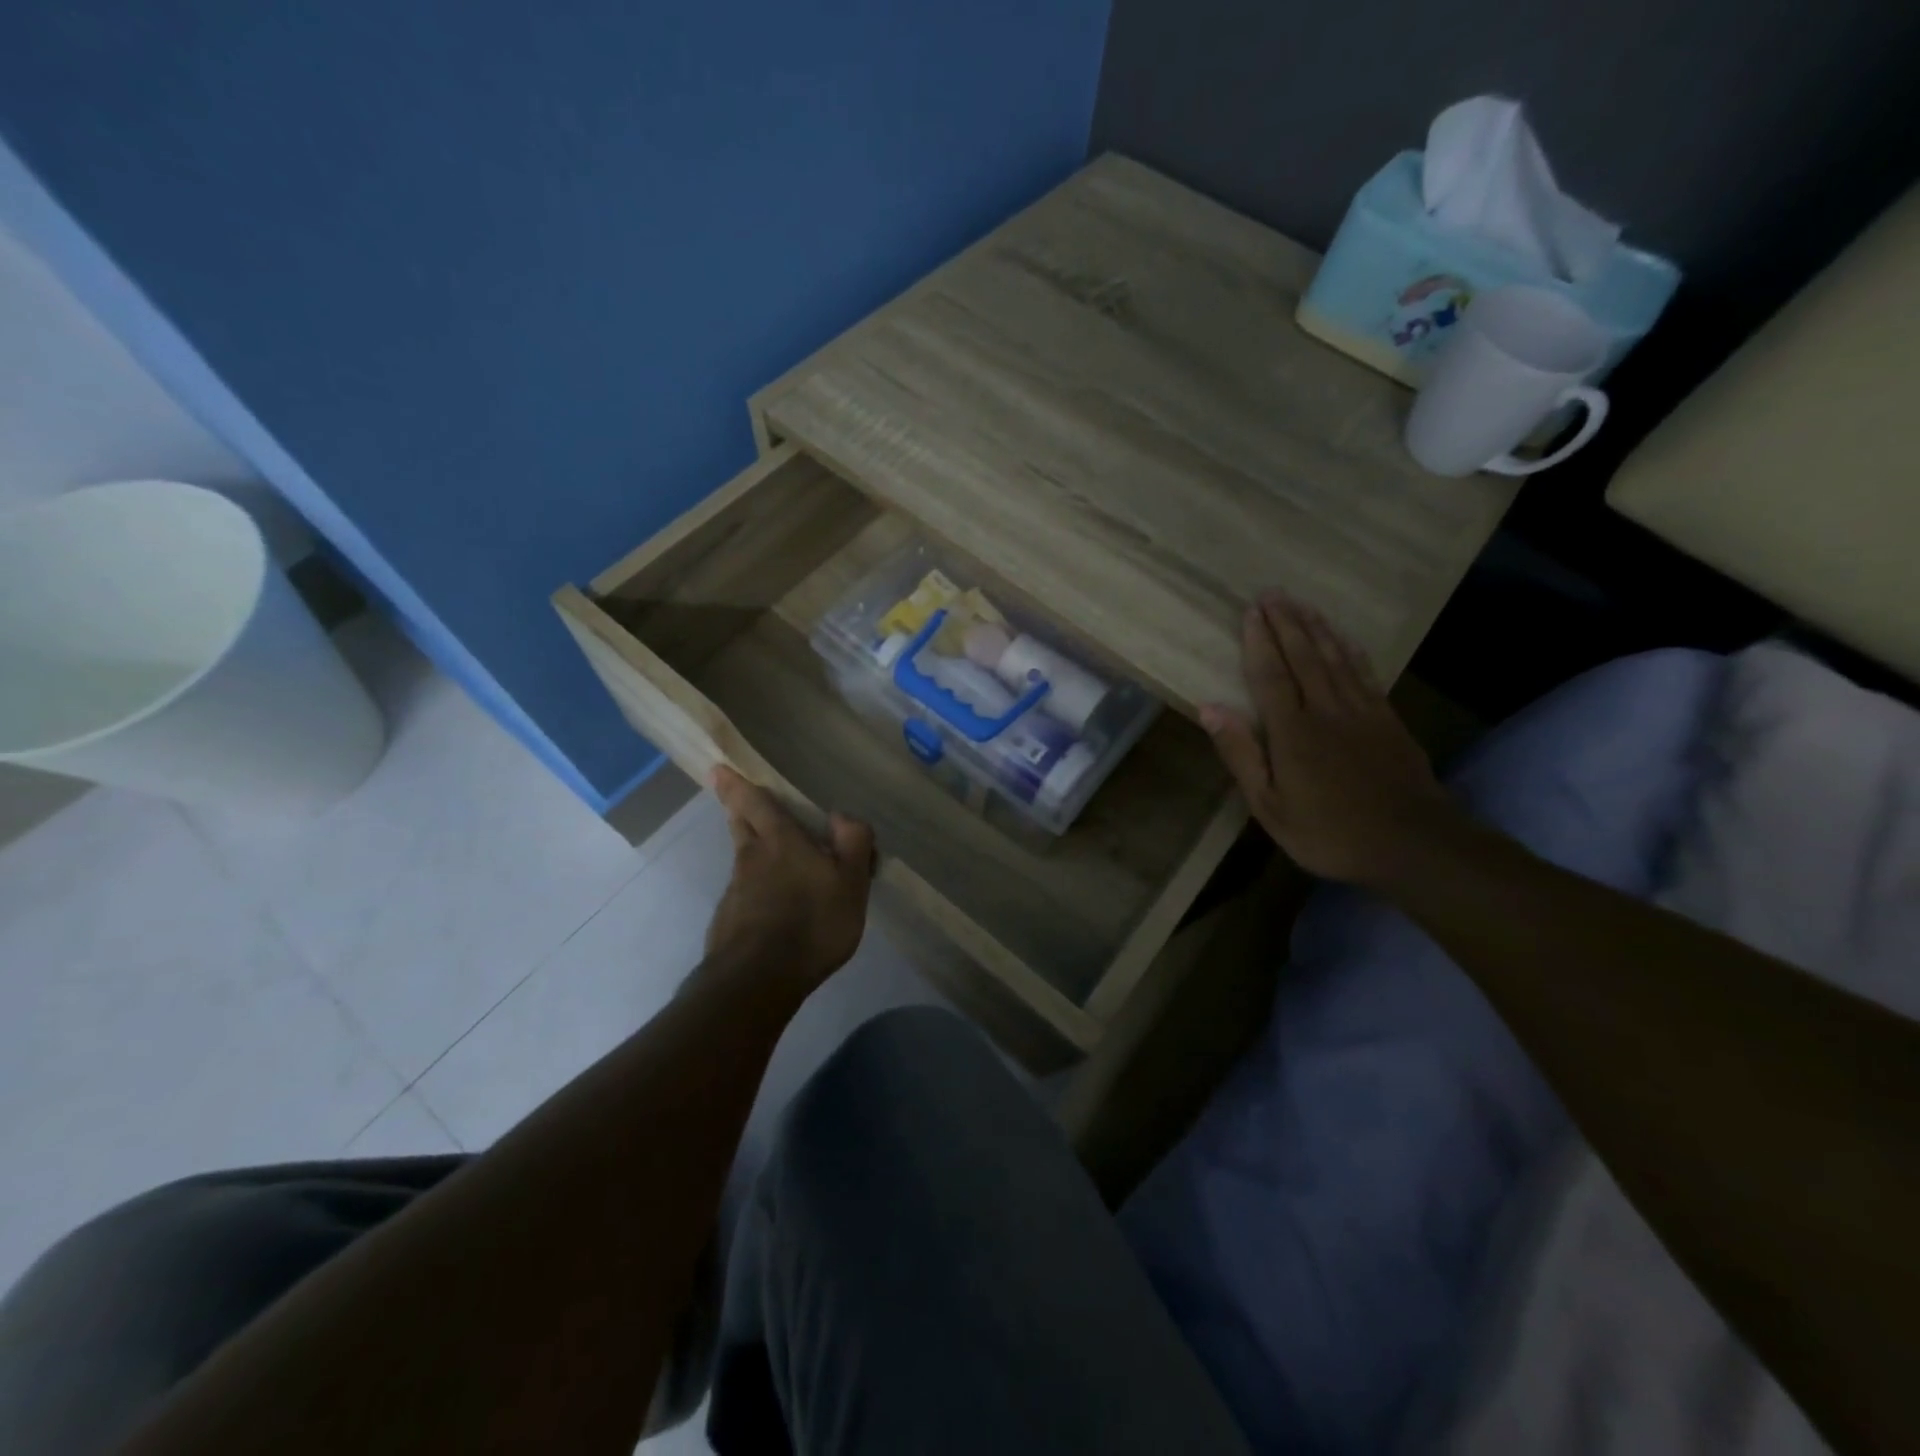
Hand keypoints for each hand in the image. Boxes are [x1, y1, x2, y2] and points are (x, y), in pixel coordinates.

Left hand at [705, 766, 875, 988]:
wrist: (759, 980)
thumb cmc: (813, 922)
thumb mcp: (851, 882)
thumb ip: (852, 843)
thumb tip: (840, 814)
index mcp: (780, 842)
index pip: (755, 803)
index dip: (737, 785)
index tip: (718, 769)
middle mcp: (751, 860)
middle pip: (739, 826)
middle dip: (737, 810)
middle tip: (735, 801)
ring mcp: (735, 893)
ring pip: (741, 862)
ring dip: (750, 854)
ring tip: (768, 860)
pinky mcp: (729, 924)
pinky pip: (743, 897)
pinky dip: (753, 892)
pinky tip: (770, 910)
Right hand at [1201, 593, 1460, 886]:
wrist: (1413, 843)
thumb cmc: (1329, 832)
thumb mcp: (1270, 806)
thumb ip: (1241, 754)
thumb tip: (1209, 709)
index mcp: (1293, 731)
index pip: (1271, 676)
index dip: (1259, 642)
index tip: (1251, 612)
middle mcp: (1327, 710)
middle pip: (1304, 657)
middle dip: (1286, 623)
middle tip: (1273, 593)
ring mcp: (1362, 712)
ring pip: (1335, 659)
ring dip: (1317, 629)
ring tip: (1303, 604)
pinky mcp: (1388, 720)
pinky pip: (1365, 674)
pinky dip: (1352, 652)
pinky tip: (1345, 639)